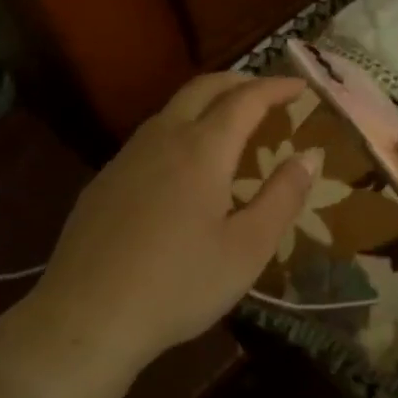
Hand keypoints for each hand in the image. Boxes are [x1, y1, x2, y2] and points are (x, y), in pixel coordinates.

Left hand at [18, 74, 315, 388]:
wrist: (87, 317)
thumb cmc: (179, 285)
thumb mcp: (247, 248)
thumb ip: (282, 196)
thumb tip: (309, 156)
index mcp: (202, 150)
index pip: (245, 99)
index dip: (275, 87)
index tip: (300, 85)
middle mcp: (162, 139)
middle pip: (202, 88)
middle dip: (239, 81)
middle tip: (266, 91)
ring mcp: (126, 158)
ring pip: (170, 109)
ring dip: (205, 102)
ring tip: (228, 122)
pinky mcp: (103, 181)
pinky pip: (149, 137)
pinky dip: (178, 128)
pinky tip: (181, 164)